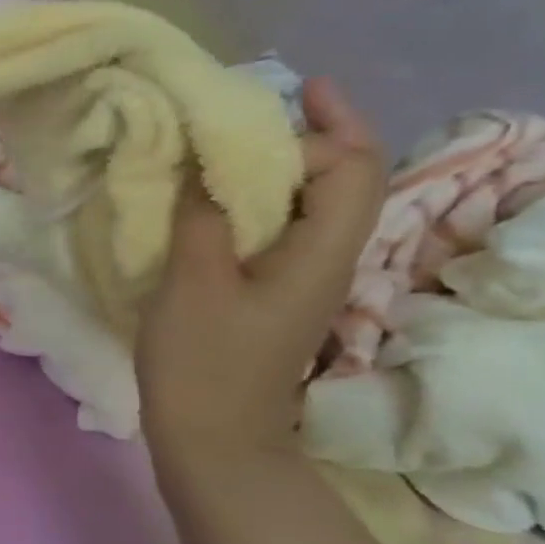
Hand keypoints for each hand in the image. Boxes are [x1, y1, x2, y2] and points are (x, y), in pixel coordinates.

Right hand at [137, 78, 384, 461]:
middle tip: (274, 103)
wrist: (212, 440)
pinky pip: (282, 233)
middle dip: (319, 135)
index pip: (351, 168)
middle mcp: (327, 261)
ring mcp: (302, 283)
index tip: (269, 106)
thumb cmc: (203, 364)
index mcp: (321, 253)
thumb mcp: (193, 284)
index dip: (320, 128)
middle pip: (347, 181)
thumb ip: (202, 218)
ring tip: (236, 145)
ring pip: (313, 207)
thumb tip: (202, 169)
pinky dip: (260, 203)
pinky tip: (218, 204)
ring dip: (286, 167)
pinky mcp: (273, 299)